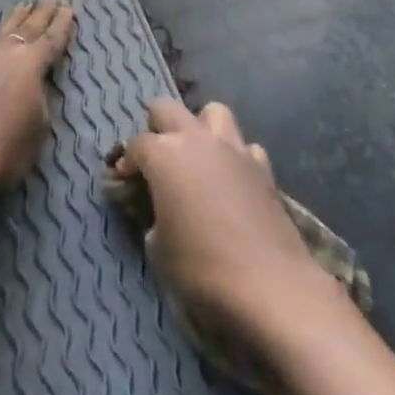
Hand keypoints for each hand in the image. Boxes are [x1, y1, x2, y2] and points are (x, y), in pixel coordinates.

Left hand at [0, 0, 75, 192]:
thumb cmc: (4, 152)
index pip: (52, 40)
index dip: (62, 24)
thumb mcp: (38, 128)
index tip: (68, 8)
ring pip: (0, 30)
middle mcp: (5, 53)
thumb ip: (39, 99)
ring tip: (25, 2)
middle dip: (42, 13)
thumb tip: (33, 85)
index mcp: (32, 66)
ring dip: (14, 16)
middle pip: (28, 29)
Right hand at [115, 101, 335, 335]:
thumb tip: (158, 213)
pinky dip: (235, 157)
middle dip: (157, 128)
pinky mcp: (263, 167)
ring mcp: (234, 148)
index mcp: (165, 154)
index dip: (127, 162)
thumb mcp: (158, 248)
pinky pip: (244, 147)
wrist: (270, 285)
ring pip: (213, 113)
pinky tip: (232, 181)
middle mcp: (198, 140)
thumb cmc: (202, 268)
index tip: (125, 182)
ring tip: (197, 159)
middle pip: (167, 109)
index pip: (136, 143)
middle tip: (156, 160)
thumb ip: (152, 217)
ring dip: (200, 129)